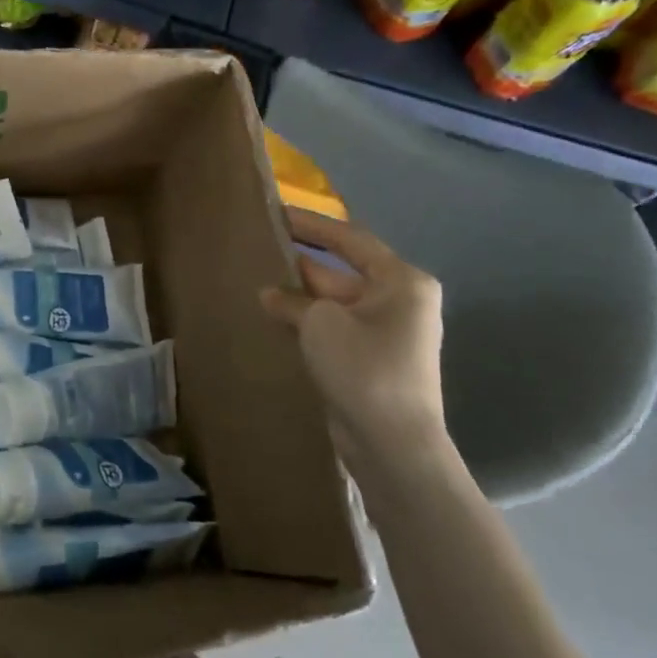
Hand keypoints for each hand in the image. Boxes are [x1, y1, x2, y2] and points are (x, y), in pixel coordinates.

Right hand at [260, 207, 449, 478]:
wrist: (392, 445)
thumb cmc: (364, 368)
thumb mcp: (320, 322)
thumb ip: (292, 300)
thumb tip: (271, 295)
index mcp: (401, 282)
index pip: (350, 239)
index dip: (312, 224)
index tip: (277, 212)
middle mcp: (399, 302)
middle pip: (342, 270)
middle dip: (301, 262)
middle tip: (259, 248)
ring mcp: (385, 334)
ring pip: (334, 302)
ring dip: (299, 296)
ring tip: (256, 280)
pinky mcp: (370, 361)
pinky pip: (333, 328)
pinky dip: (306, 322)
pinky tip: (272, 318)